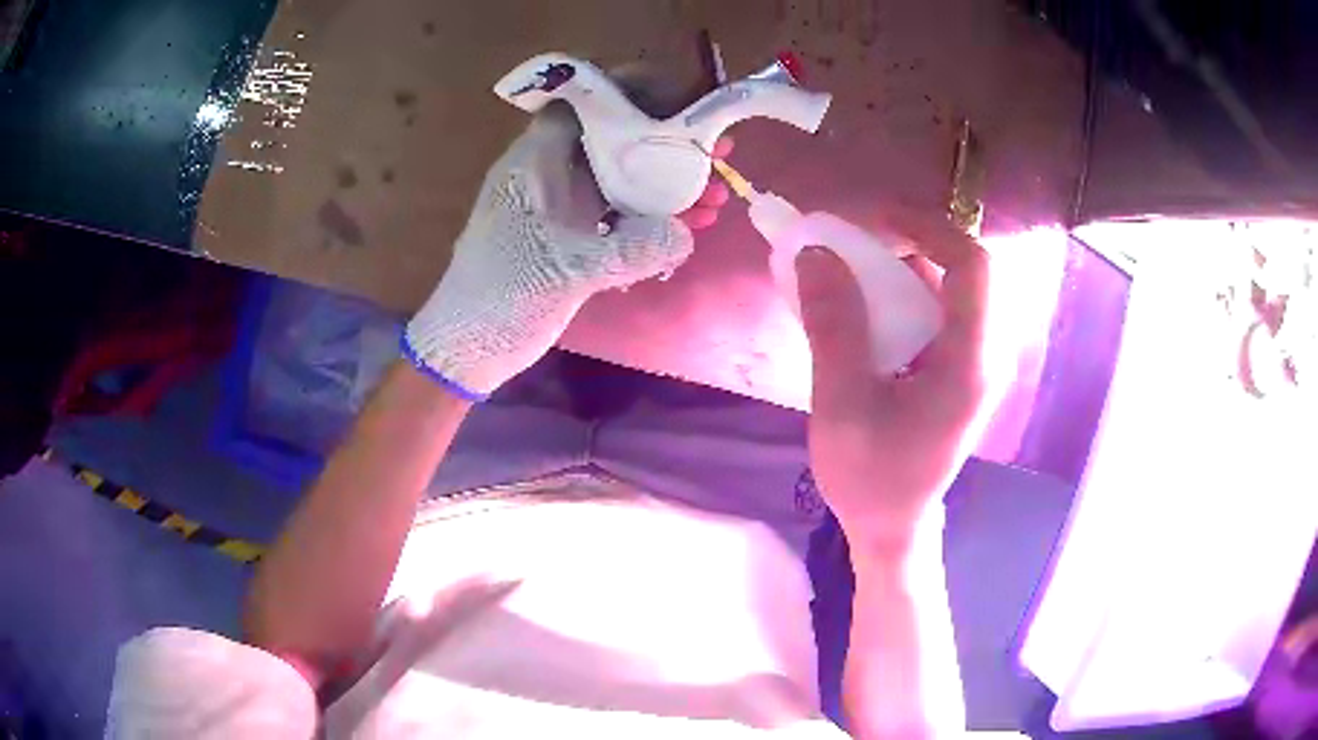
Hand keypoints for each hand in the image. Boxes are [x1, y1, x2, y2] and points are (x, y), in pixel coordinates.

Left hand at [404, 103, 731, 398]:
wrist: (468, 349)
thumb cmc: (496, 299)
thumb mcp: (560, 272)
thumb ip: (624, 251)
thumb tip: (684, 235)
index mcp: (534, 166)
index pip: (581, 107)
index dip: (626, 94)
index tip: (678, 100)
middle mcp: (551, 178)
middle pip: (613, 141)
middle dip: (665, 143)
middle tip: (716, 153)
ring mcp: (564, 210)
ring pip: (623, 181)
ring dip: (667, 186)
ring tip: (716, 197)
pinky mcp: (575, 240)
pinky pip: (622, 218)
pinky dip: (654, 221)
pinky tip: (690, 229)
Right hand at [797, 214, 992, 550]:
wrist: (893, 526)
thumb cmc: (870, 478)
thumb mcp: (841, 405)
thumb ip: (833, 327)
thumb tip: (816, 254)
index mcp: (970, 365)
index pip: (973, 267)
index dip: (929, 228)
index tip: (874, 220)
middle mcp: (986, 356)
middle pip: (964, 270)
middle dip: (911, 242)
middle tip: (858, 241)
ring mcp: (976, 362)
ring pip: (951, 287)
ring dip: (904, 266)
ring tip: (853, 265)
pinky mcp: (961, 369)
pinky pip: (940, 311)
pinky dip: (904, 294)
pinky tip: (866, 304)